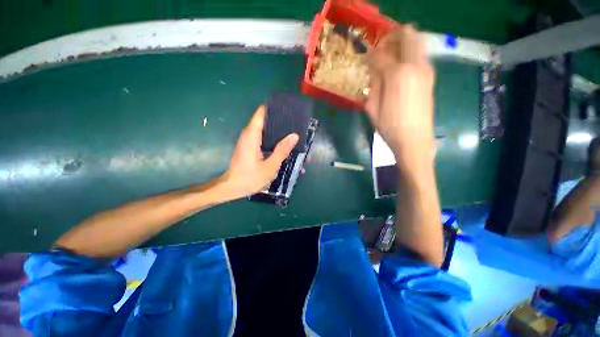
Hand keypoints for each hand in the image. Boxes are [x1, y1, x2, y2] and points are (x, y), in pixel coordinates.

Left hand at [218, 105, 298, 200]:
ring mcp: (248, 140)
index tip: (287, 109)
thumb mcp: (269, 166)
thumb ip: (282, 150)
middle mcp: (248, 133)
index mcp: (252, 135)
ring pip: (263, 127)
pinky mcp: (248, 146)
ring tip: (291, 129)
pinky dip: (272, 136)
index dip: (274, 108)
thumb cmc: (249, 178)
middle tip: (294, 121)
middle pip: (263, 119)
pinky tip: (282, 141)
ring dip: (276, 128)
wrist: (231, 188)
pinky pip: (261, 135)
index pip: (262, 112)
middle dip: (278, 119)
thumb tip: (294, 135)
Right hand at [367, 25, 435, 168]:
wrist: (415, 141)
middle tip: (380, 53)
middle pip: (407, 34)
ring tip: (389, 61)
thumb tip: (373, 68)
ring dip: (402, 45)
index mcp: (397, 75)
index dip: (371, 55)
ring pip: (417, 42)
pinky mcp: (430, 78)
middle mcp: (415, 65)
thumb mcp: (372, 108)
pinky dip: (409, 55)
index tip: (365, 60)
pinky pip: (420, 56)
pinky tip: (399, 72)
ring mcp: (426, 70)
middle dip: (392, 38)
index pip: (381, 54)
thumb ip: (373, 84)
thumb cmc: (389, 127)